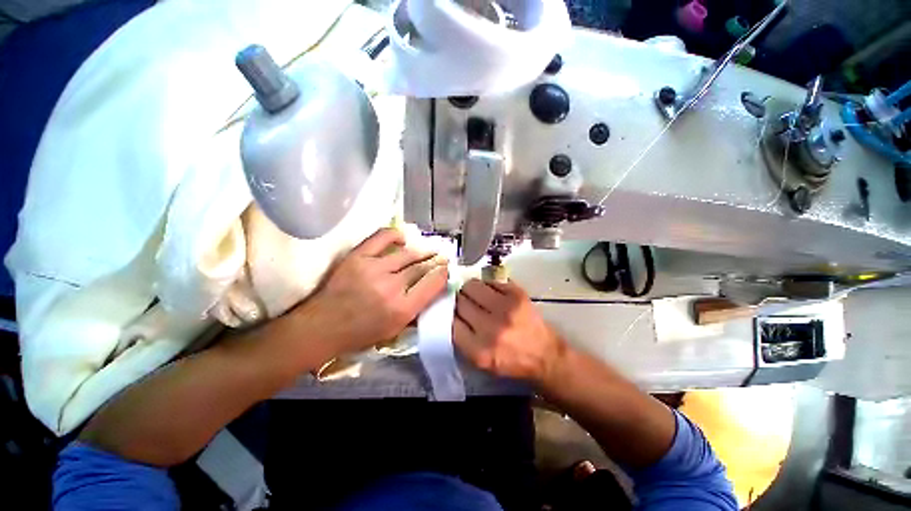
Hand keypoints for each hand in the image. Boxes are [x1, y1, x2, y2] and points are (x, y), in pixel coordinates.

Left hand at [294, 228, 447, 357]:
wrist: (322, 327)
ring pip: (407, 254)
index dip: (442, 274)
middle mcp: (391, 286)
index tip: (445, 270)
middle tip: (441, 258)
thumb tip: (433, 289)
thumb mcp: (395, 330)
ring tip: (427, 251)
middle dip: (435, 261)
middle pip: (421, 267)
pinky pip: (382, 238)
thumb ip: (416, 309)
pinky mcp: (358, 257)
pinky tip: (402, 239)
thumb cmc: (360, 333)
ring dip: (421, 252)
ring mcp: (374, 268)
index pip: (432, 284)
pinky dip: (395, 236)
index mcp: (402, 308)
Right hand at [453, 279, 565, 383]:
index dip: (450, 315)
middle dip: (459, 301)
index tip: (453, 313)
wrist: (545, 355)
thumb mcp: (481, 362)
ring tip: (476, 295)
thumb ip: (462, 340)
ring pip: (472, 286)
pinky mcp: (517, 294)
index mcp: (479, 351)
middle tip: (464, 302)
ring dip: (470, 289)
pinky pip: (490, 281)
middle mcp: (491, 329)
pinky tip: (491, 293)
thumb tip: (449, 312)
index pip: (451, 322)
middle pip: (460, 302)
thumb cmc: (511, 361)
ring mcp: (505, 308)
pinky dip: (487, 285)